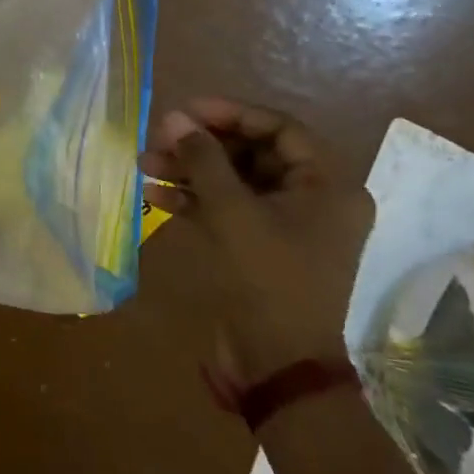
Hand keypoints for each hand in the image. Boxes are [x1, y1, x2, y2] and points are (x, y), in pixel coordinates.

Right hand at [141, 98, 374, 377]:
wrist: (277, 364)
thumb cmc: (268, 278)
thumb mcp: (232, 212)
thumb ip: (202, 159)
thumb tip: (173, 117)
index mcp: (329, 184)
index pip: (278, 127)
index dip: (230, 113)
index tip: (185, 110)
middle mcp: (314, 198)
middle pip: (253, 152)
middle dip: (202, 145)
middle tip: (159, 138)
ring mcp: (287, 223)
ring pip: (236, 180)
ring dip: (191, 171)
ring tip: (145, 164)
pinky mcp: (262, 245)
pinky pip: (229, 208)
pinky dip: (195, 199)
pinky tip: (155, 194)